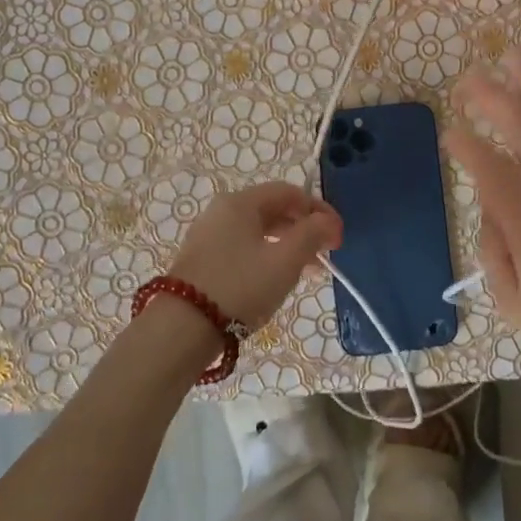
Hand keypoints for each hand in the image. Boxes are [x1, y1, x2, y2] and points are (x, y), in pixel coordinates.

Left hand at [169, 182, 342, 328]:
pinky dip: (267, 257)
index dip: (319, 210)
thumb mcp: (285, 261)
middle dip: (304, 230)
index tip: (338, 237)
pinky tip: (277, 279)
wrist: (183, 327)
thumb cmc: (241, 287)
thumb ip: (312, 235)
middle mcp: (221, 211)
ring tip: (308, 272)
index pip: (289, 192)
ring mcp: (209, 235)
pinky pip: (243, 248)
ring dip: (288, 246)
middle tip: (326, 255)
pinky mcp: (202, 259)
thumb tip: (327, 221)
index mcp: (241, 202)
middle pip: (273, 210)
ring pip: (258, 231)